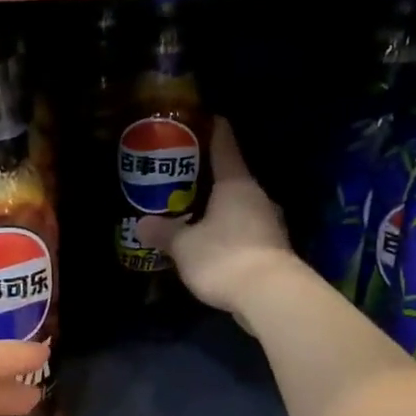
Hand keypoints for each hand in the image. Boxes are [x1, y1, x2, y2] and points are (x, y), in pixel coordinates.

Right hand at [136, 120, 300, 324]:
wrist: (270, 296)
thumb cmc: (223, 257)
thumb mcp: (184, 245)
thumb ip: (164, 232)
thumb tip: (142, 224)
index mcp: (236, 184)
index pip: (225, 146)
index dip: (213, 131)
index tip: (206, 118)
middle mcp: (257, 196)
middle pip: (233, 177)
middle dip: (210, 177)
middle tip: (185, 176)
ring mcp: (270, 223)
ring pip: (241, 206)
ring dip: (221, 208)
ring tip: (196, 211)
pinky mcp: (273, 249)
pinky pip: (246, 230)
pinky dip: (230, 231)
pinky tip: (214, 242)